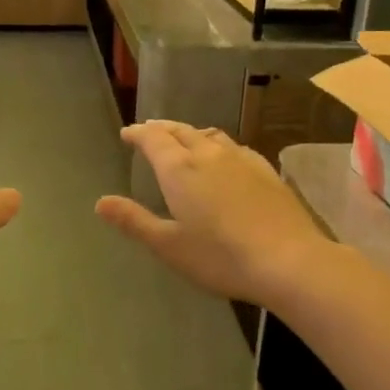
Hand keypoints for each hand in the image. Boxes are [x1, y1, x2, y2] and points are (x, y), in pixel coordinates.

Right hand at [95, 122, 333, 307]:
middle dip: (162, 129)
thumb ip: (134, 221)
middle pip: (181, 131)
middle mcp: (209, 154)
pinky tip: (226, 157)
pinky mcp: (266, 171)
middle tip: (150, 131)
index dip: (138, 134)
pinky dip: (219, 145)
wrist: (289, 260)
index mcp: (180, 169)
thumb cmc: (220, 257)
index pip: (153, 139)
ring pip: (210, 135)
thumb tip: (100, 202)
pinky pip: (235, 147)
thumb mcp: (168, 245)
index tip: (127, 133)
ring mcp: (242, 160)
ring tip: (184, 139)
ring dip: (191, 133)